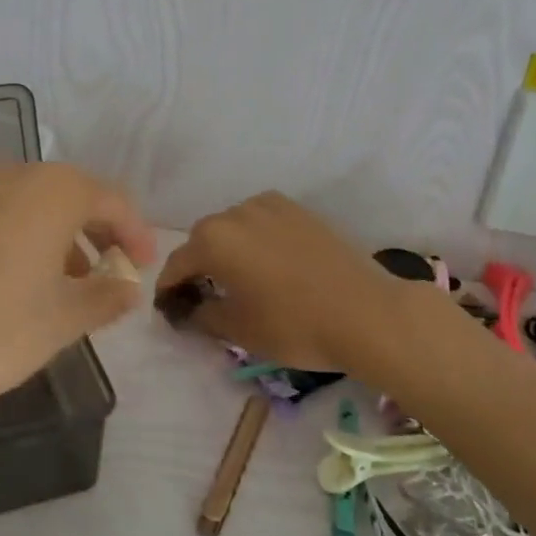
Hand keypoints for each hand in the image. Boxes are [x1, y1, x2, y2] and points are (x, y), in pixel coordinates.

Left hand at [0, 163, 155, 432]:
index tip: (139, 266)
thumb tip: (126, 287)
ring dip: (41, 230)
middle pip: (62, 192)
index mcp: (51, 193)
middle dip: (87, 230)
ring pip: (16, 199)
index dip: (133, 232)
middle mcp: (7, 175)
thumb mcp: (64, 321)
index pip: (110, 199)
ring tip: (40, 278)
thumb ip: (106, 297)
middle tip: (95, 273)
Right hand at [156, 192, 409, 371]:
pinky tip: (269, 263)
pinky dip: (255, 238)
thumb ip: (201, 316)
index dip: (169, 288)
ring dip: (228, 248)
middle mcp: (235, 213)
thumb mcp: (238, 330)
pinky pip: (262, 221)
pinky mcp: (298, 209)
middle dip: (198, 265)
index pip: (177, 264)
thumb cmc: (294, 325)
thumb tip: (186, 310)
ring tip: (240, 278)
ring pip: (233, 226)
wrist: (366, 312)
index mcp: (213, 240)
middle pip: (203, 239)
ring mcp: (270, 206)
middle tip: (205, 295)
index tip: (169, 308)